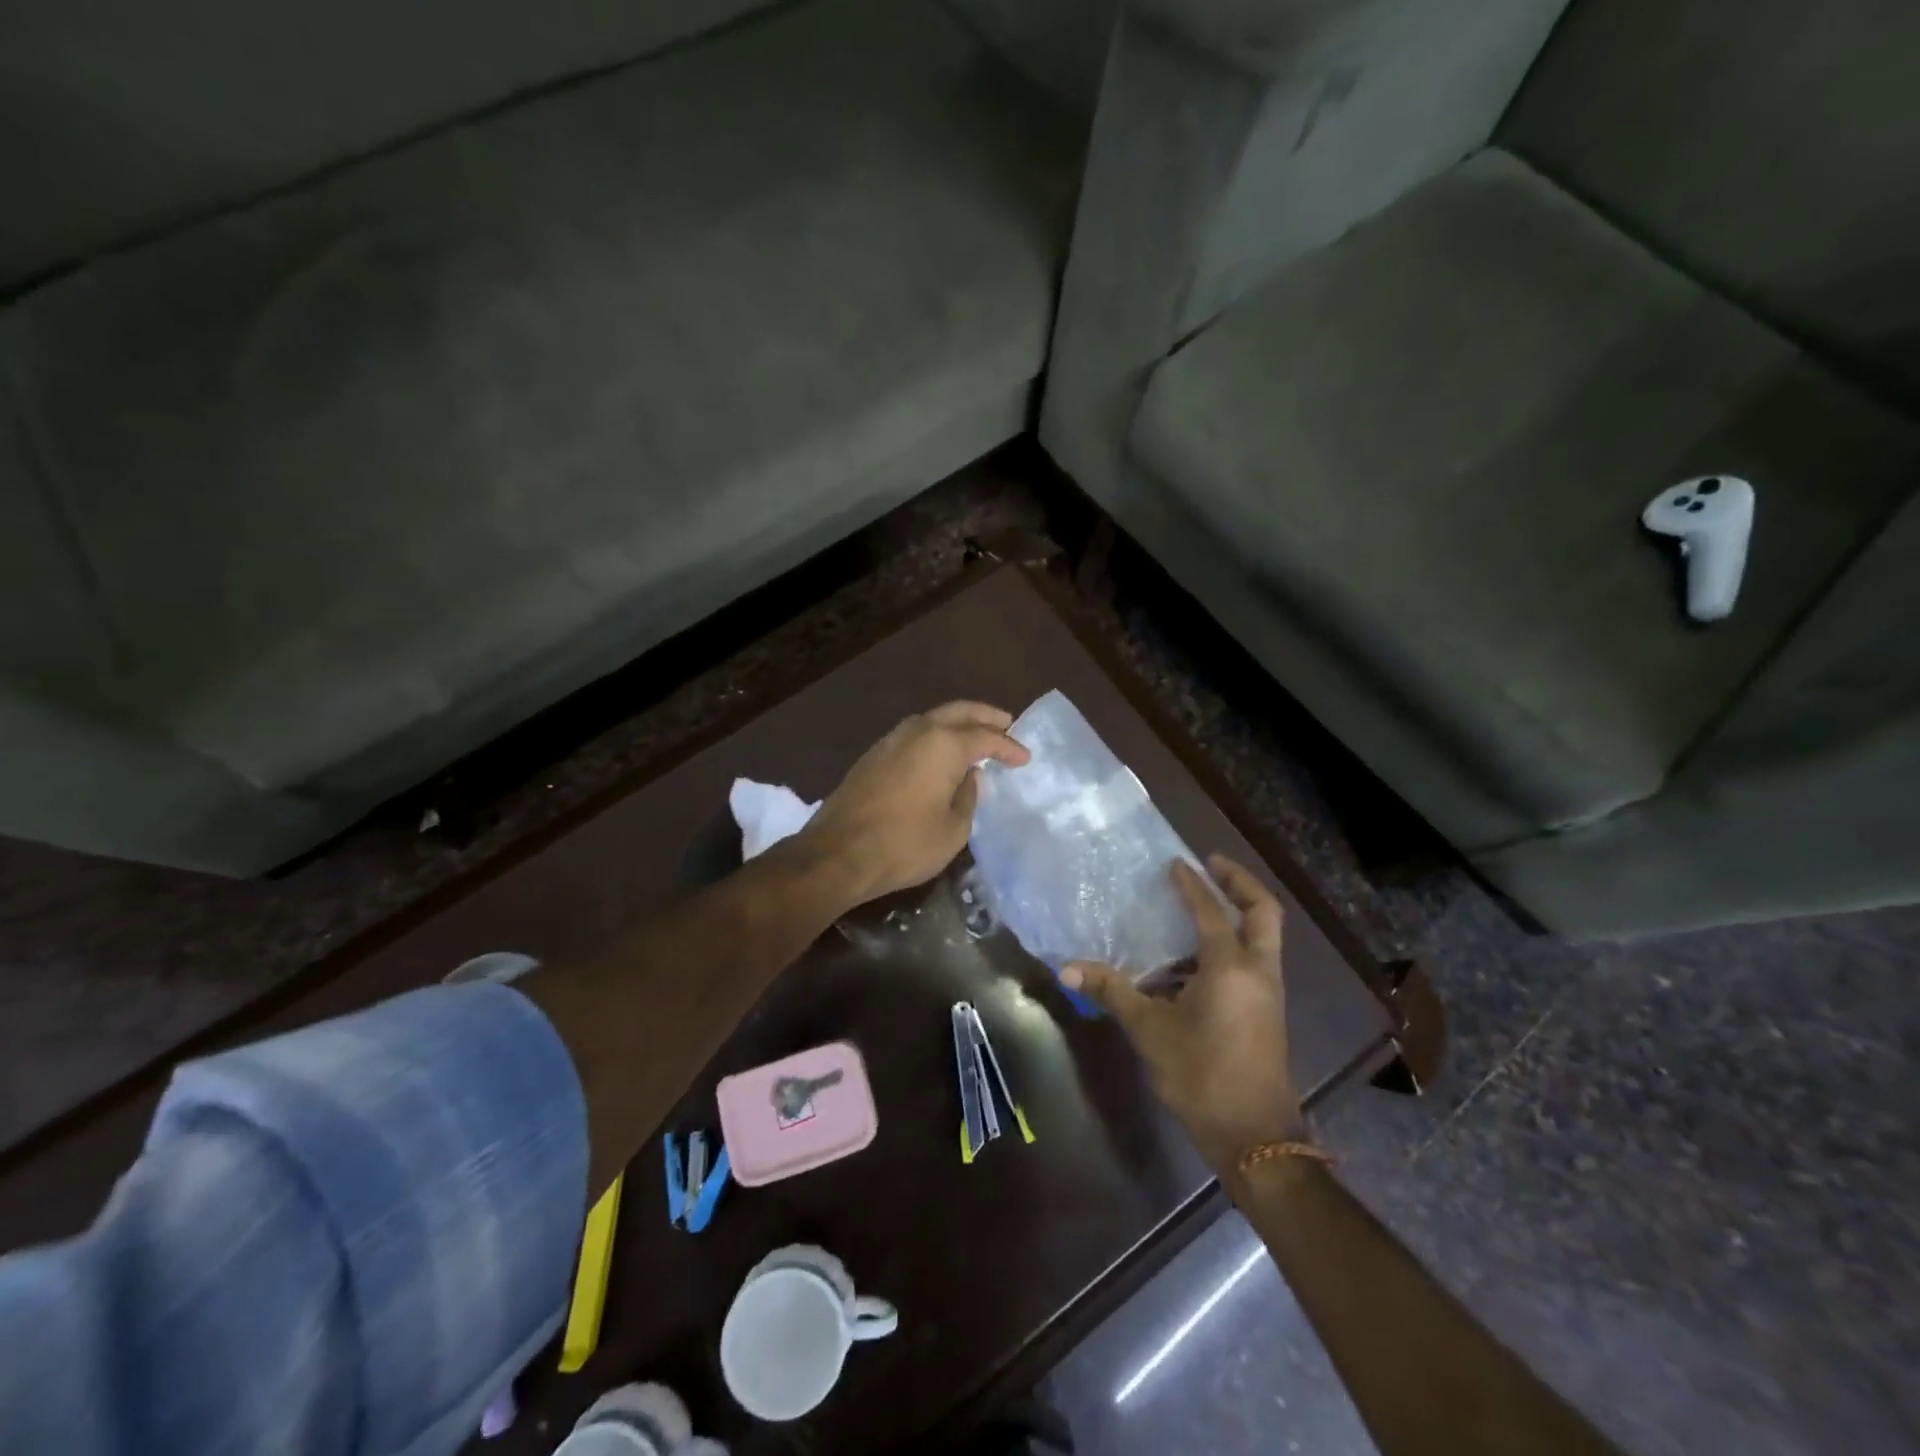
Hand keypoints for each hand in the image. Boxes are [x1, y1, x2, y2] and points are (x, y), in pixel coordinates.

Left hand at [799, 701, 1029, 906]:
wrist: (838, 854)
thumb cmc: (904, 844)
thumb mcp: (953, 829)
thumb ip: (967, 797)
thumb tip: (967, 778)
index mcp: (943, 745)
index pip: (985, 737)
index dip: (1008, 747)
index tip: (1024, 758)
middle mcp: (917, 731)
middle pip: (958, 712)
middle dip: (985, 716)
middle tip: (1006, 722)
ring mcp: (890, 740)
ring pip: (931, 719)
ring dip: (957, 723)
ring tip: (976, 735)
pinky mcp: (873, 756)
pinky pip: (913, 735)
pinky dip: (934, 736)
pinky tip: (940, 753)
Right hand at [1062, 855, 1303, 1171]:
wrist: (1255, 1137)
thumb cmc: (1202, 1076)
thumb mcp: (1150, 1031)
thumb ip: (1113, 992)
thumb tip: (1067, 968)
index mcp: (1230, 968)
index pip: (1211, 911)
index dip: (1191, 884)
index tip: (1175, 863)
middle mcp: (1257, 971)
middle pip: (1263, 911)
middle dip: (1240, 883)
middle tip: (1212, 864)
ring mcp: (1267, 992)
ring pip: (1263, 936)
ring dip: (1238, 914)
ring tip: (1201, 905)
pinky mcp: (1266, 1010)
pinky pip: (1254, 960)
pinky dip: (1233, 944)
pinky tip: (1195, 958)